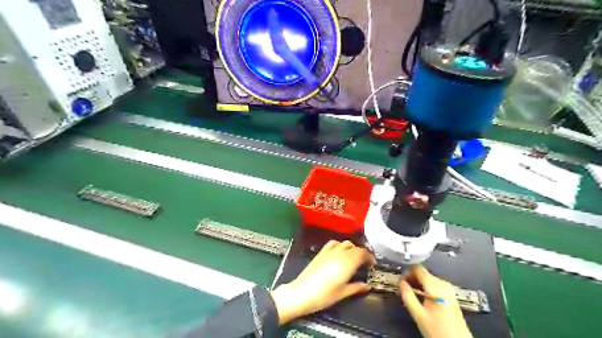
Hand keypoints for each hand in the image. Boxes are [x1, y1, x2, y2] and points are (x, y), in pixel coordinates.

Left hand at [271, 238, 374, 323]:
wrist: (302, 292)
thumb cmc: (324, 295)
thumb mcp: (343, 293)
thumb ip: (356, 287)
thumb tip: (367, 286)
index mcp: (348, 262)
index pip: (362, 253)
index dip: (369, 257)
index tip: (372, 264)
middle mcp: (340, 253)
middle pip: (355, 247)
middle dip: (362, 253)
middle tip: (364, 263)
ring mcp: (330, 251)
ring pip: (345, 243)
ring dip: (352, 248)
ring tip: (353, 258)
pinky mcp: (321, 252)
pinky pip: (334, 243)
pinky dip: (340, 245)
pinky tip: (339, 253)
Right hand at [398, 265, 474, 337]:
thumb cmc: (437, 330)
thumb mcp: (418, 314)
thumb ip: (408, 296)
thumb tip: (400, 282)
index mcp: (435, 287)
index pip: (418, 269)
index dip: (407, 272)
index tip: (400, 280)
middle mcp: (443, 284)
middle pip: (423, 273)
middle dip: (412, 278)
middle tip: (403, 288)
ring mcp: (448, 289)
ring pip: (428, 279)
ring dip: (418, 283)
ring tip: (410, 293)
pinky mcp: (450, 294)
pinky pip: (434, 284)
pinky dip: (425, 287)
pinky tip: (421, 296)